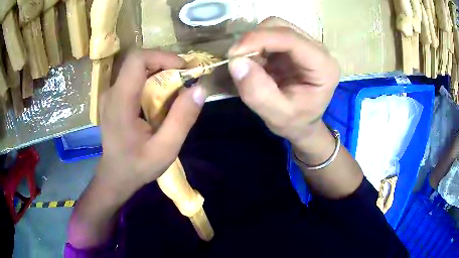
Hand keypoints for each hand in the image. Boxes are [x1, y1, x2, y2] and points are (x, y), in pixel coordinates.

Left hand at [97, 50, 206, 200]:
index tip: (183, 69)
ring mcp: (110, 94)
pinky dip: (151, 80)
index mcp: (120, 101)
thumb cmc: (137, 166)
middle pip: (138, 61)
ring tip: (176, 88)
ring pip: (137, 69)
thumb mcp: (165, 149)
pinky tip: (160, 98)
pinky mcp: (113, 98)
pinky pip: (134, 79)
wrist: (115, 176)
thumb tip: (200, 89)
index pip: (137, 60)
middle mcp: (111, 92)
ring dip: (159, 72)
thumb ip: (182, 119)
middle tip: (184, 79)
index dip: (162, 56)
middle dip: (164, 64)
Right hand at [228, 17, 339, 150]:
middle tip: (239, 60)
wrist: (303, 124)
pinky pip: (271, 34)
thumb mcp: (276, 116)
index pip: (291, 39)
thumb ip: (258, 92)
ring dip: (255, 41)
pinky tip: (257, 62)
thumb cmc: (295, 122)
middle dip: (255, 39)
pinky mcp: (295, 45)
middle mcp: (318, 50)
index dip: (259, 39)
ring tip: (250, 64)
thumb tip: (236, 62)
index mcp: (323, 66)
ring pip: (274, 27)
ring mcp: (306, 45)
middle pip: (281, 26)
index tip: (233, 53)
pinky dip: (257, 45)